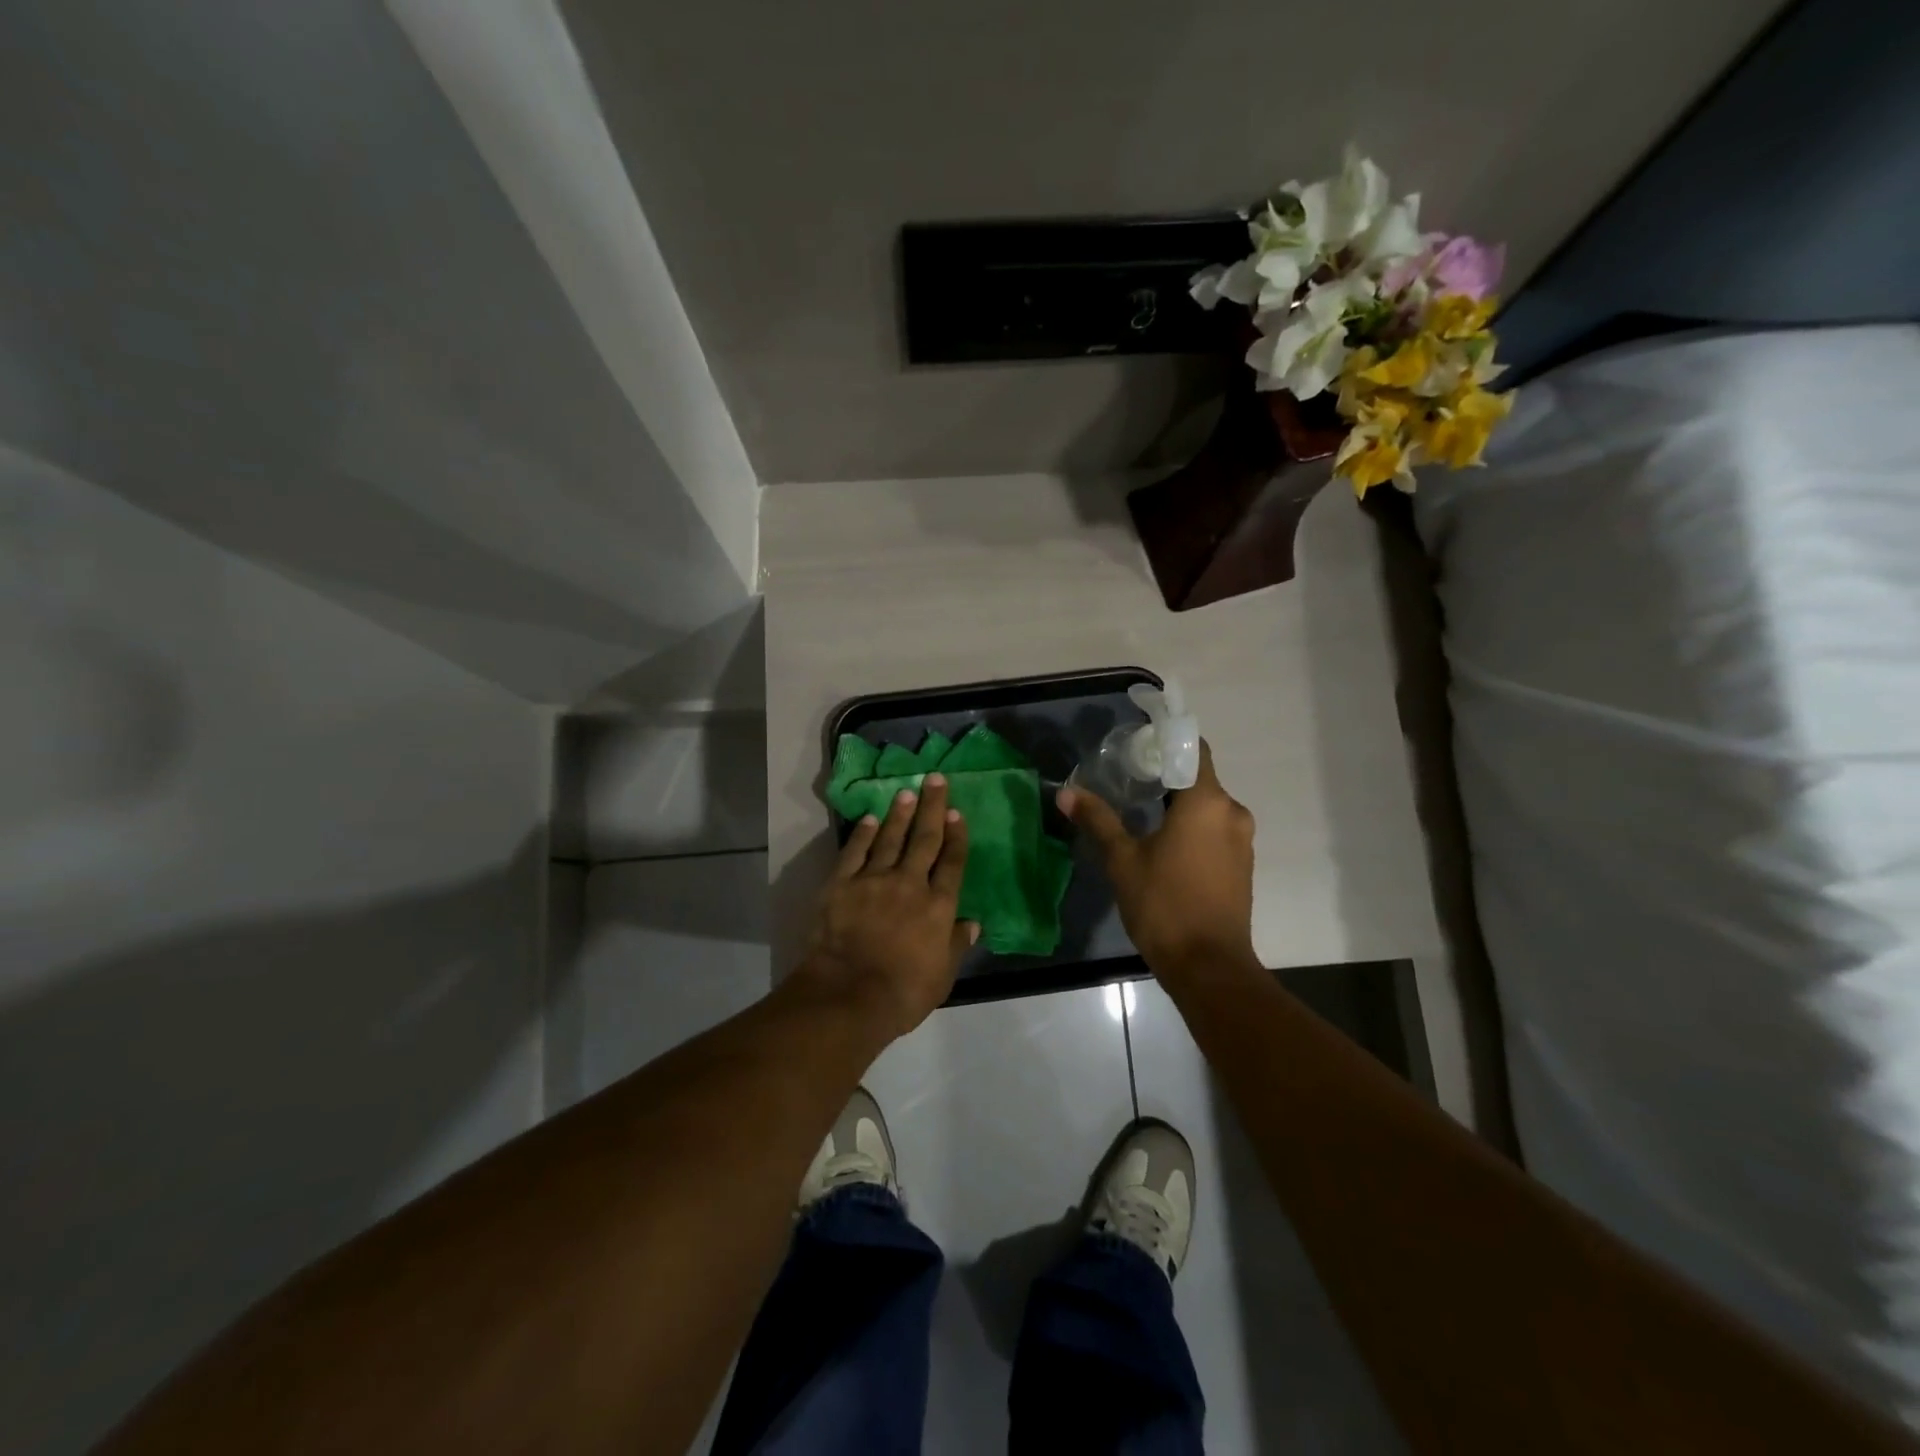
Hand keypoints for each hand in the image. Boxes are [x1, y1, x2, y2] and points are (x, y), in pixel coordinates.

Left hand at [795, 774, 976, 1042]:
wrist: (849, 995)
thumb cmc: (903, 992)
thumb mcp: (943, 976)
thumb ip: (957, 944)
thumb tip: (972, 922)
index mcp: (938, 906)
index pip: (952, 862)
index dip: (956, 835)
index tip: (957, 813)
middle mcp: (910, 884)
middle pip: (924, 839)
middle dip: (932, 807)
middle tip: (936, 779)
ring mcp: (874, 880)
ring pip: (891, 839)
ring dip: (900, 813)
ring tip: (907, 791)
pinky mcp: (842, 885)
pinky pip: (855, 852)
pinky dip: (864, 834)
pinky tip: (871, 819)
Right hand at [1057, 741, 1258, 981]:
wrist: (1208, 966)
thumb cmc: (1164, 905)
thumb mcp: (1122, 860)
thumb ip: (1098, 820)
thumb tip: (1066, 792)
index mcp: (1207, 802)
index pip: (1192, 750)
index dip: (1165, 742)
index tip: (1136, 747)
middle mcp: (1232, 813)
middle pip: (1198, 778)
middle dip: (1165, 776)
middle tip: (1127, 779)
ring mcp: (1242, 840)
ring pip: (1207, 806)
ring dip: (1178, 804)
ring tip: (1139, 809)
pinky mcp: (1242, 865)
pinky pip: (1215, 830)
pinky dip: (1192, 827)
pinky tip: (1163, 842)